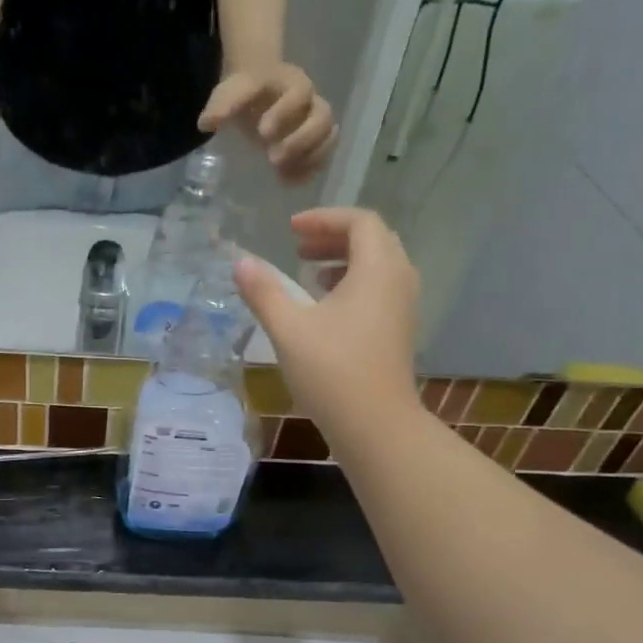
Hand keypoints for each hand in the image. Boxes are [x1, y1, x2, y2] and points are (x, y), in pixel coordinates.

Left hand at [199, 64, 338, 184]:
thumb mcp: (231, 91)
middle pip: (322, 117)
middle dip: (300, 140)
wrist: (257, 92)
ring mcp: (315, 123)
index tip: (263, 132)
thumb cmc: (246, 94)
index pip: (298, 93)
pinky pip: (324, 156)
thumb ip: (221, 104)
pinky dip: (310, 170)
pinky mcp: (315, 143)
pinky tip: (288, 181)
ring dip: (309, 157)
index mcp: (292, 84)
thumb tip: (206, 124)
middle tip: (272, 158)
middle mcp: (310, 103)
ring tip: (282, 172)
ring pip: (328, 137)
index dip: (285, 112)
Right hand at [233, 208, 420, 437]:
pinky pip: (379, 290)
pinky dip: (352, 285)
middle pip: (372, 240)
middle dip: (333, 237)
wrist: (375, 425)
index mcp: (378, 269)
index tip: (290, 230)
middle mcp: (398, 280)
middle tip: (298, 247)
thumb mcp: (288, 329)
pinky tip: (324, 309)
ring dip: (343, 261)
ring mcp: (403, 308)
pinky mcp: (398, 332)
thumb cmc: (331, 371)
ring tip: (308, 275)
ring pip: (377, 267)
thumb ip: (263, 292)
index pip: (359, 221)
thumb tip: (239, 263)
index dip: (324, 218)